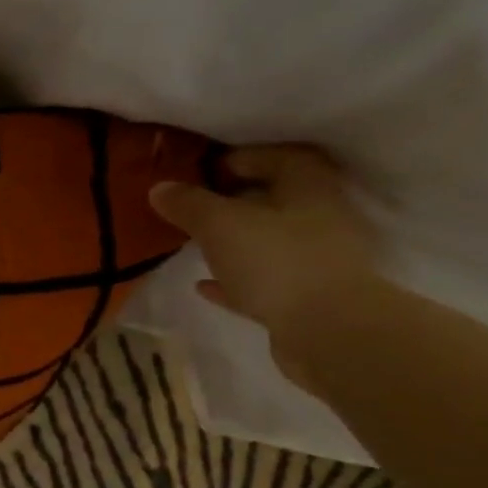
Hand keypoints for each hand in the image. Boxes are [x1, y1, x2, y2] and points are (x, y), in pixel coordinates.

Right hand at [148, 146, 380, 388]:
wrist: (328, 331)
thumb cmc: (277, 260)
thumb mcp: (220, 224)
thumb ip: (188, 204)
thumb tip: (159, 187)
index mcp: (309, 187)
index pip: (278, 157)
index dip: (241, 158)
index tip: (203, 170)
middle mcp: (319, 218)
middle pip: (274, 200)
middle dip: (234, 201)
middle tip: (194, 206)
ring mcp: (316, 261)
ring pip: (268, 241)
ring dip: (234, 242)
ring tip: (195, 244)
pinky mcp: (305, 298)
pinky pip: (263, 281)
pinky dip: (235, 279)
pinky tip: (204, 285)